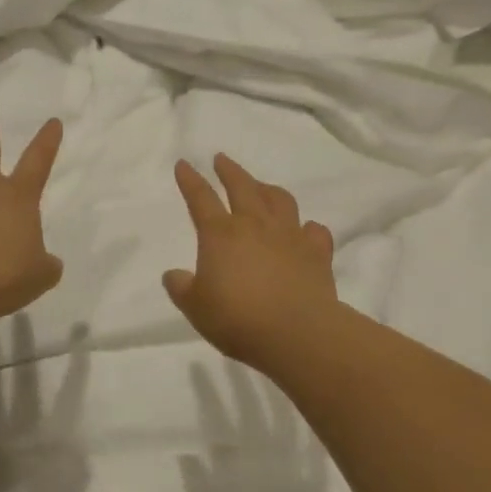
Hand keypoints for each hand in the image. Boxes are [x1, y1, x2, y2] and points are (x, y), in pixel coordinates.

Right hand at [164, 154, 339, 369]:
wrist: (297, 332)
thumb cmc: (238, 319)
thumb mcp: (196, 308)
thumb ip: (182, 288)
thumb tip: (173, 275)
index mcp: (221, 234)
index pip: (201, 198)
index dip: (190, 180)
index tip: (184, 164)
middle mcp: (255, 225)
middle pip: (242, 186)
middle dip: (229, 170)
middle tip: (222, 159)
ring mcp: (290, 235)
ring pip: (280, 200)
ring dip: (268, 189)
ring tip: (262, 187)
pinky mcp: (317, 252)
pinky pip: (314, 231)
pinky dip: (309, 227)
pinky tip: (306, 230)